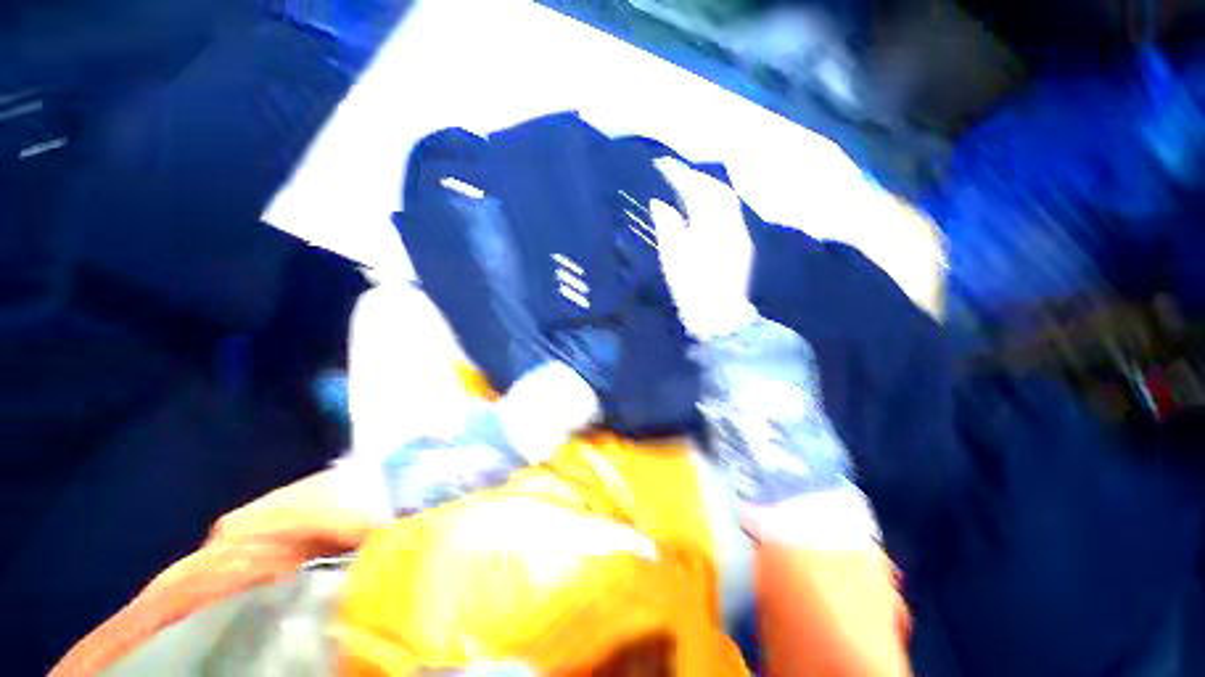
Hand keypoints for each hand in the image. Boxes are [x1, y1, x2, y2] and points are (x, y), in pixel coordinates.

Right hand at [649, 158, 756, 339]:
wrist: (720, 319)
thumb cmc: (693, 290)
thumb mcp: (675, 259)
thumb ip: (668, 226)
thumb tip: (660, 203)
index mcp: (714, 225)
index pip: (699, 190)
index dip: (681, 176)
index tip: (663, 167)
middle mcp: (731, 224)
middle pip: (718, 192)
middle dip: (697, 179)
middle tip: (676, 175)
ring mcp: (739, 236)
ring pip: (725, 204)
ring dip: (707, 192)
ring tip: (687, 189)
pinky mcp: (740, 248)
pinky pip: (728, 217)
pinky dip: (713, 208)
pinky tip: (701, 212)